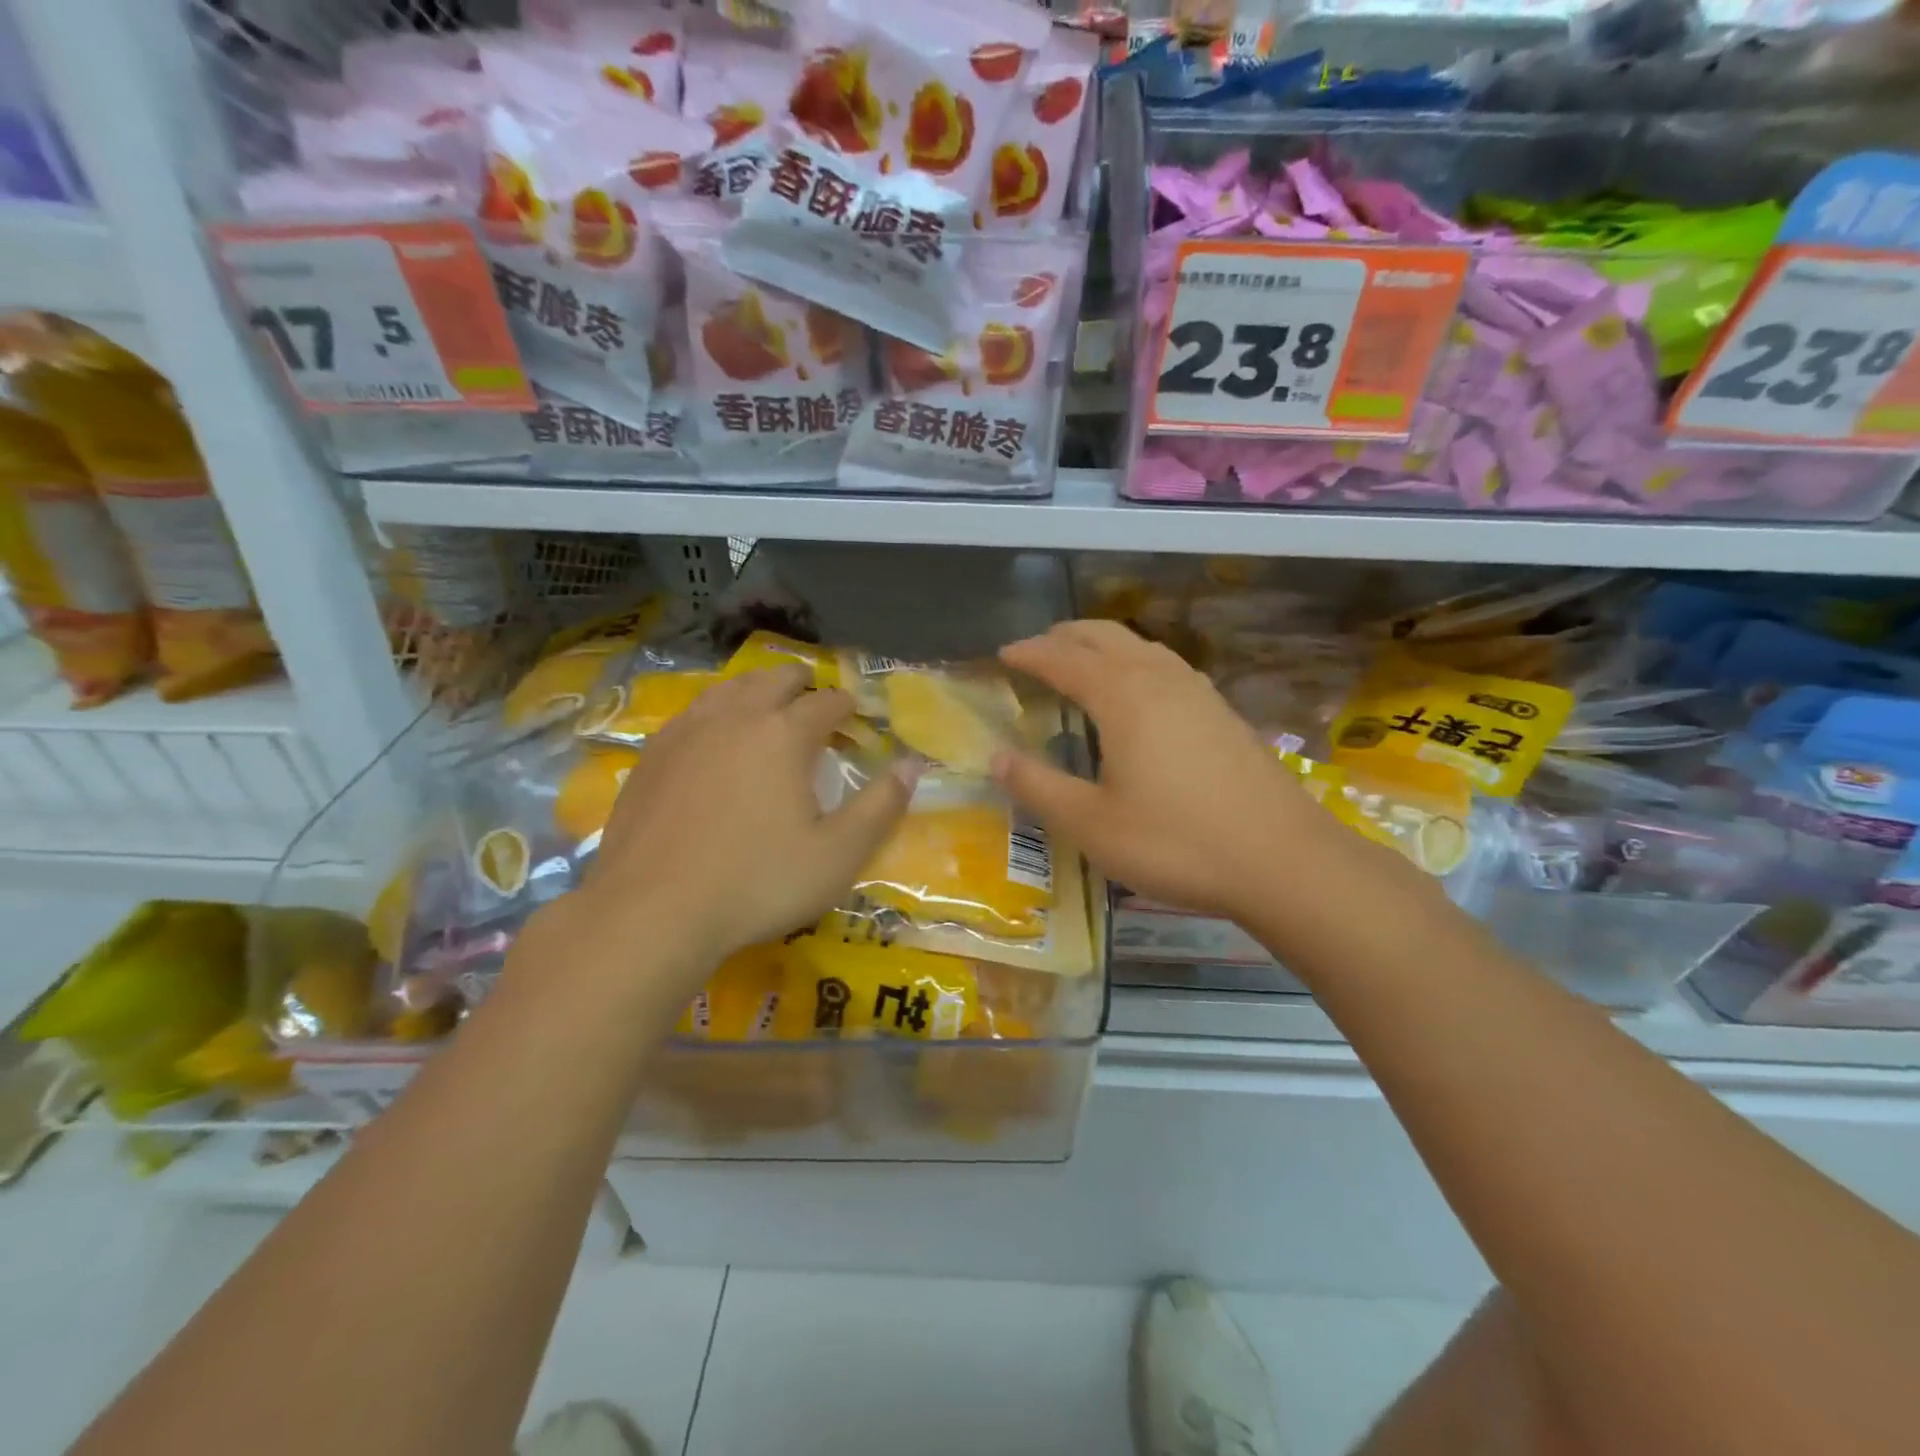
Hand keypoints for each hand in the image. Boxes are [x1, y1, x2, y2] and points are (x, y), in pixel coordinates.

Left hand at [519, 664, 913, 1008]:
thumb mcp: (838, 854)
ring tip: (769, 708)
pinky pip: (693, 712)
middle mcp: (735, 717)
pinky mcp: (652, 754)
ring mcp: (687, 731)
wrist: (652, 912)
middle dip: (803, 685)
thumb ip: (882, 805)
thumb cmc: (757, 883)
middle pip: (775, 679)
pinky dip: (717, 712)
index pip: (826, 701)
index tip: (856, 718)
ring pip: (729, 687)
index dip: (847, 706)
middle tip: (817, 706)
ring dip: (757, 690)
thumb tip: (913, 764)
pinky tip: (715, 737)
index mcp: (784, 734)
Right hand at [994, 620, 1342, 922]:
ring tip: (1081, 661)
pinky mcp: (1223, 712)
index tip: (1003, 654)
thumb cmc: (1176, 843)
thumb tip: (995, 757)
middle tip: (1036, 649)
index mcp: (1123, 696)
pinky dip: (1135, 662)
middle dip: (1065, 636)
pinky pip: (1166, 665)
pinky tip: (1140, 692)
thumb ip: (1038, 787)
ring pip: (1141, 645)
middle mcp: (1160, 679)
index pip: (1063, 659)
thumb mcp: (1091, 824)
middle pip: (1104, 635)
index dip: (1029, 653)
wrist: (1284, 860)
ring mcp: (1199, 692)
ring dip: (1103, 644)